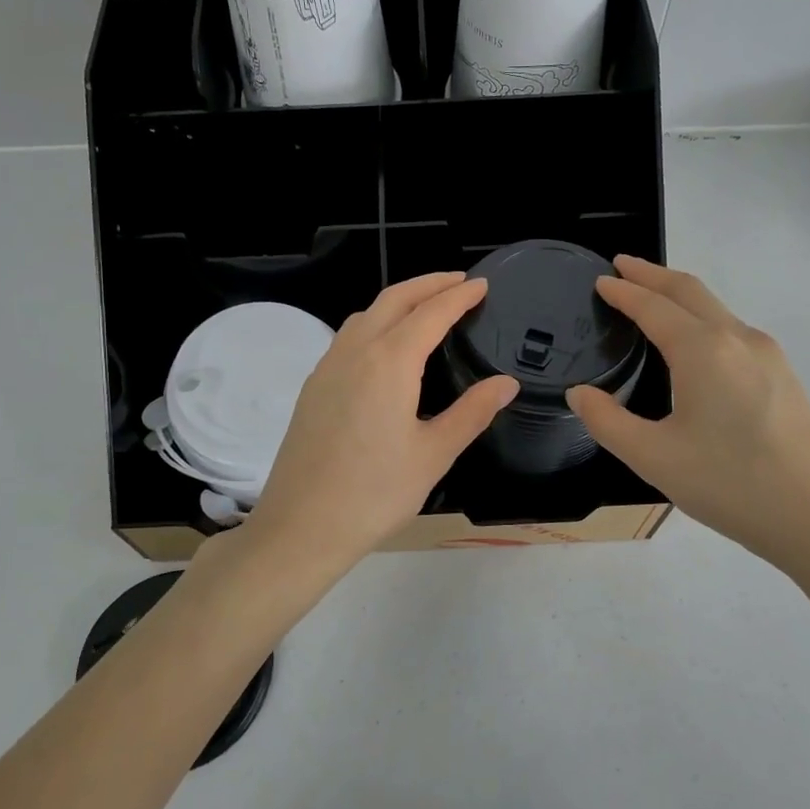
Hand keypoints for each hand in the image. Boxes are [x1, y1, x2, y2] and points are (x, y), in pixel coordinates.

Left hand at [246, 273, 517, 574]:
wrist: (302, 525)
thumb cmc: (376, 493)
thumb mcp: (434, 454)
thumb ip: (472, 412)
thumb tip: (506, 383)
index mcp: (389, 362)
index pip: (431, 313)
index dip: (458, 296)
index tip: (481, 285)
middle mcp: (355, 352)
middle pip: (393, 299)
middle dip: (427, 284)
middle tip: (458, 283)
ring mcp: (327, 368)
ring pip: (365, 315)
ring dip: (398, 301)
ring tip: (425, 309)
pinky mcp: (312, 387)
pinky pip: (347, 338)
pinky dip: (374, 324)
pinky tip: (385, 349)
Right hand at [566, 257, 809, 575]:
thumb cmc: (730, 484)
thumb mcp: (652, 457)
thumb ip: (606, 420)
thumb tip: (580, 393)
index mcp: (703, 350)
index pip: (653, 306)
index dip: (623, 291)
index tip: (600, 280)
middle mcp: (738, 339)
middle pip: (690, 291)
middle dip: (653, 274)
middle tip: (622, 266)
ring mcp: (768, 356)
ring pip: (716, 309)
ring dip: (680, 295)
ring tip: (652, 299)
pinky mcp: (784, 377)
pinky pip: (733, 331)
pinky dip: (702, 319)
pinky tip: (693, 344)